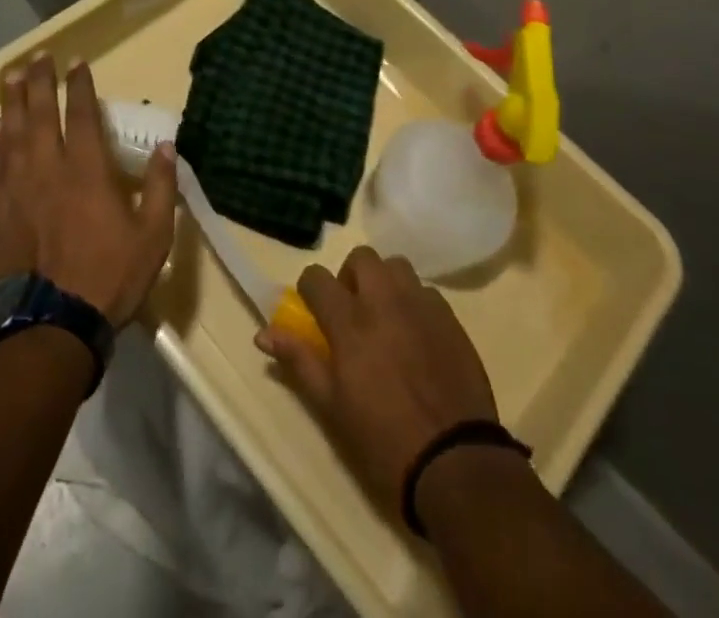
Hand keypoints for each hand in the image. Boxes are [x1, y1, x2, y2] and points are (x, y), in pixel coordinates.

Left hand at [0, 54, 176, 325]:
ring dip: (13, 102)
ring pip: (12, 133)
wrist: (48, 326)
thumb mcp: (154, 236)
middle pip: (42, 114)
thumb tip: (168, 146)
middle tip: (38, 57)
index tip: (77, 62)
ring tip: (12, 78)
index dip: (81, 85)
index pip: (84, 114)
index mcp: (88, 170)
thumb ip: (162, 188)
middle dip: (41, 82)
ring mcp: (15, 189)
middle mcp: (48, 168)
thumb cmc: (108, 277)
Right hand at [257, 247, 498, 515]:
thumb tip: (263, 333)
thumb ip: (299, 361)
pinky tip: (416, 335)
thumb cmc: (383, 441)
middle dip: (350, 276)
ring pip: (397, 267)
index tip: (313, 310)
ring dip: (384, 282)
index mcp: (351, 322)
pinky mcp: (450, 318)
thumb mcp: (332, 408)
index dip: (310, 290)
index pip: (317, 278)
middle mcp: (385, 300)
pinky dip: (414, 302)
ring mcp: (421, 305)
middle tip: (351, 311)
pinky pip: (426, 291)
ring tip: (385, 317)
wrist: (454, 461)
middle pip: (362, 258)